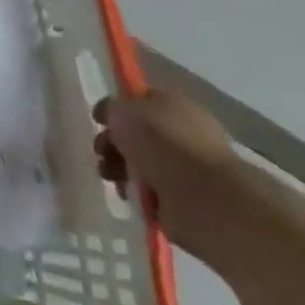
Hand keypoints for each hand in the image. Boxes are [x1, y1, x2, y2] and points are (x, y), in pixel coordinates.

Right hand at [93, 89, 254, 267]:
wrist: (206, 200)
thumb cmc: (164, 144)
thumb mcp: (124, 110)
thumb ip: (111, 107)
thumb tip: (109, 115)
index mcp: (176, 105)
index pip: (141, 101)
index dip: (117, 109)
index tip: (98, 122)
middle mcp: (185, 134)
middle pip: (139, 134)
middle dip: (114, 143)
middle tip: (101, 153)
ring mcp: (188, 170)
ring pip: (142, 165)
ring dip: (120, 170)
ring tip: (110, 178)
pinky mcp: (187, 203)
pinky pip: (152, 194)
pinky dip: (138, 196)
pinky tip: (129, 197)